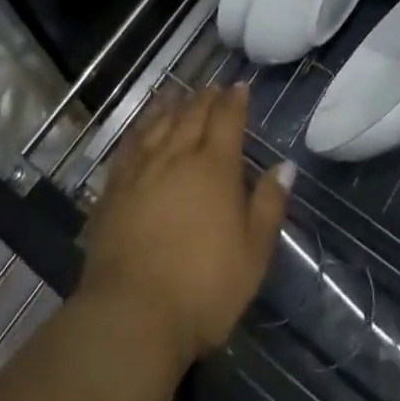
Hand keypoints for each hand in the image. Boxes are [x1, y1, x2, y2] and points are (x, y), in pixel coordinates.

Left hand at [80, 85, 292, 367]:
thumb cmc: (203, 289)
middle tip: (214, 87)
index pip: (227, 120)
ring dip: (172, 105)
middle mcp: (177, 156)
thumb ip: (268, 205)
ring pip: (159, 123)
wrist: (132, 314)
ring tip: (179, 93)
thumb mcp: (253, 254)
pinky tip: (143, 126)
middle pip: (193, 115)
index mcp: (215, 168)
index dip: (235, 100)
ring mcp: (142, 169)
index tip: (241, 86)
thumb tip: (285, 165)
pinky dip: (141, 127)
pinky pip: (130, 144)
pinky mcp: (114, 188)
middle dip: (206, 98)